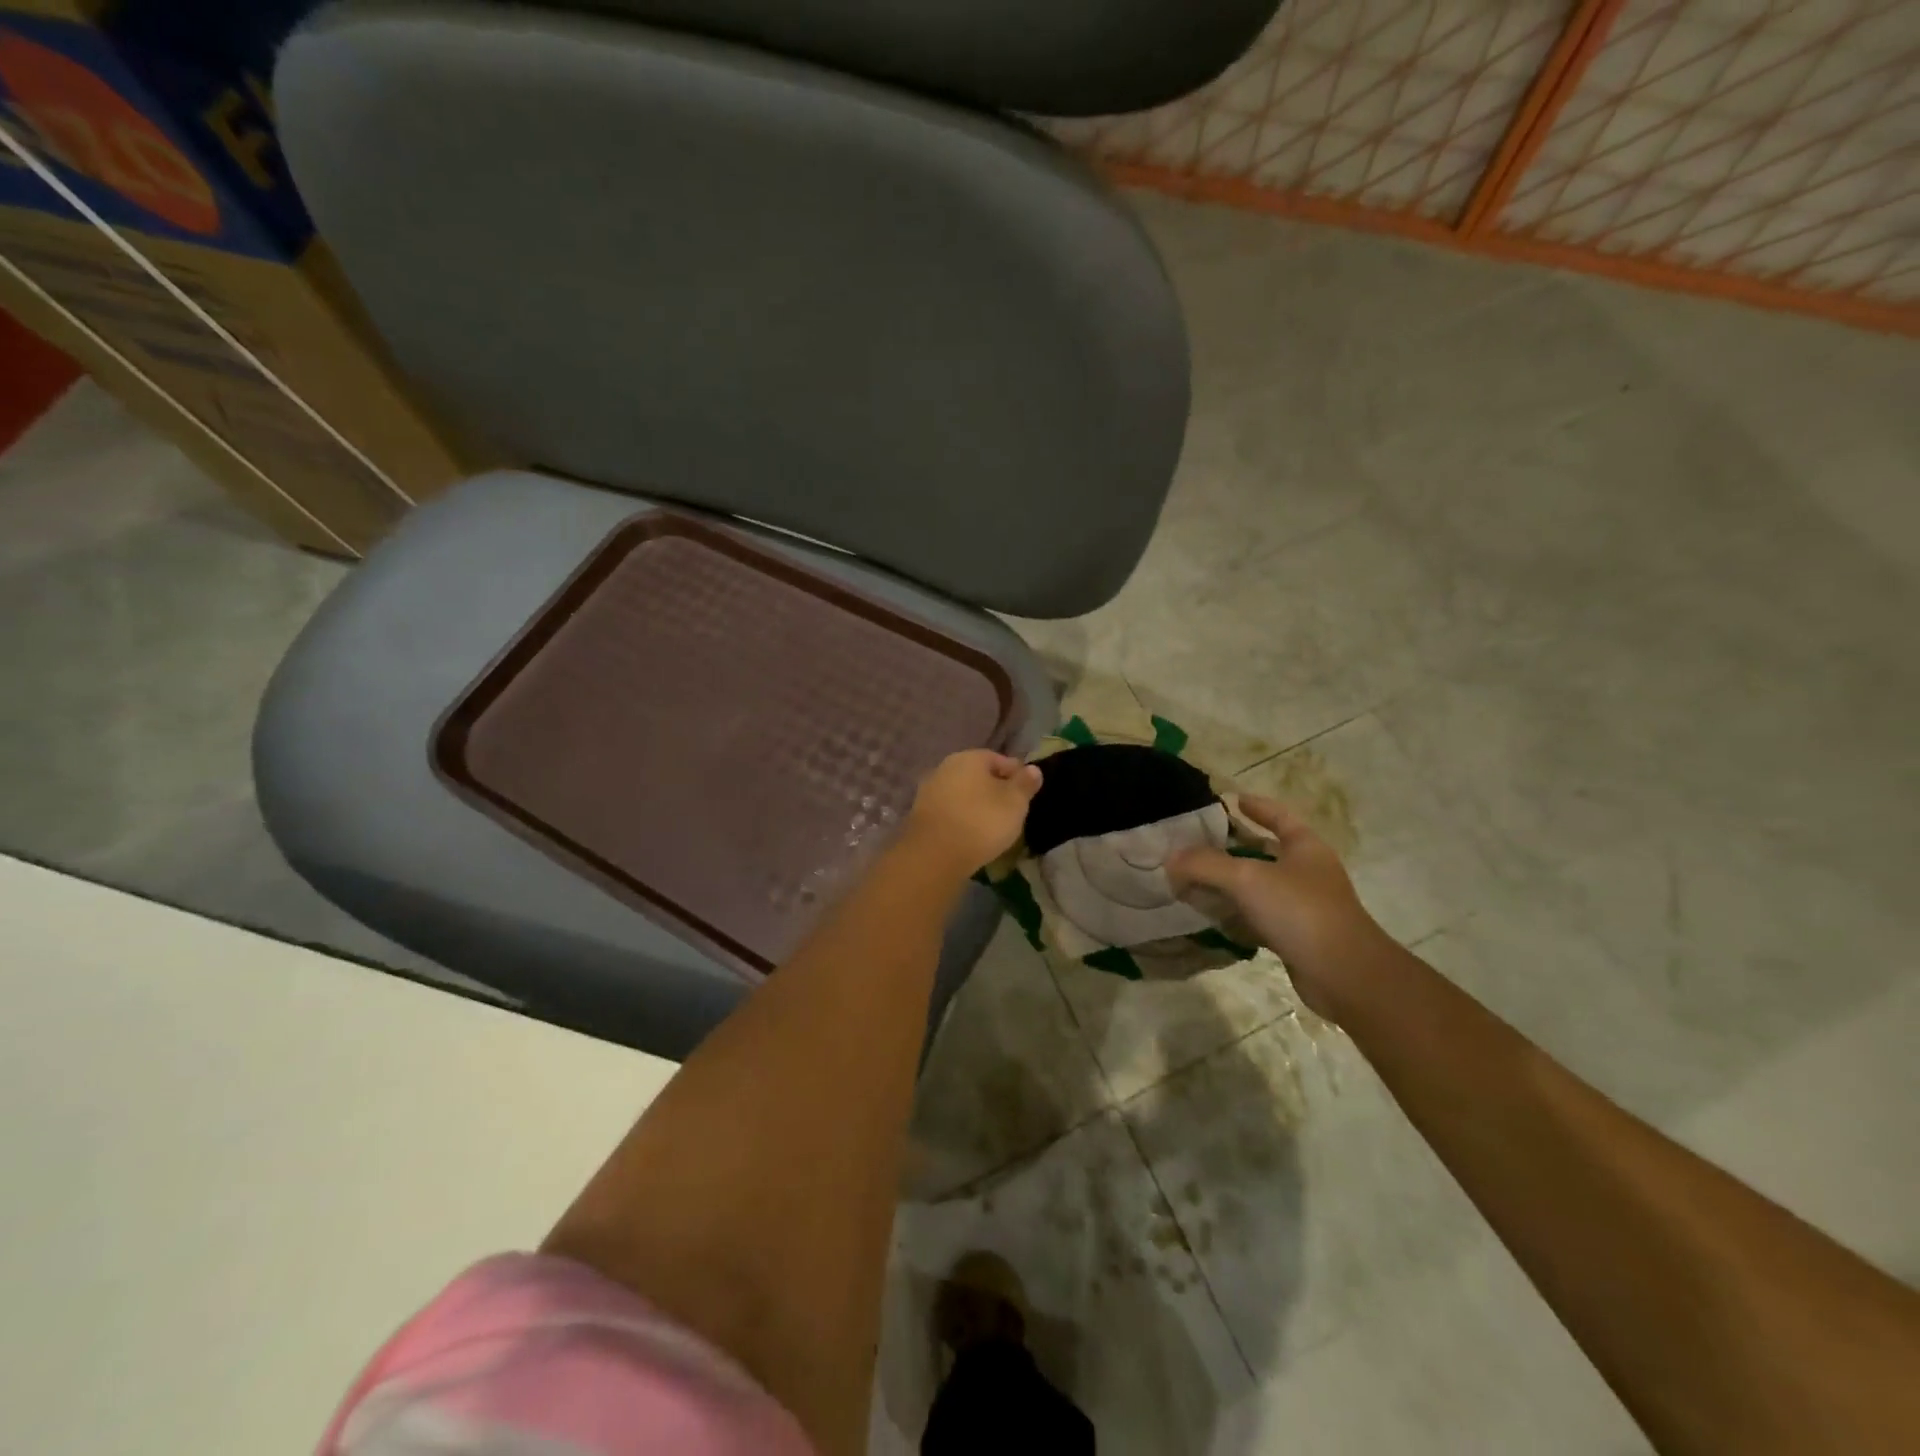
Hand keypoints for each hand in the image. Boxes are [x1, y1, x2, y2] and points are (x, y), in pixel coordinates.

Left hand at [905, 750, 1042, 874]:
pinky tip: (970, 834)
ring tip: (991, 825)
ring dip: (976, 804)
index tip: (1027, 793)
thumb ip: (1025, 783)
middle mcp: (946, 767)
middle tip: (1010, 810)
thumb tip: (1032, 769)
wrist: (935, 854)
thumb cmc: (982, 822)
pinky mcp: (920, 814)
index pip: (999, 759)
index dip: (1016, 775)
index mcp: (969, 758)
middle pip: (978, 775)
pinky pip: (949, 811)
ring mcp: (929, 790)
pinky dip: (961, 818)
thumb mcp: (1015, 803)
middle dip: (994, 789)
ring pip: (962, 793)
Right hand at [1169, 794, 1386, 1020]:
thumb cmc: (1300, 911)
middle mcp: (1306, 872)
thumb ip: (1205, 865)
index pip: (1279, 816)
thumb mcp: (1247, 879)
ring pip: (1258, 887)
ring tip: (1193, 879)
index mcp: (1305, 846)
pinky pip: (1258, 917)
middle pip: (1264, 851)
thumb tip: (1170, 860)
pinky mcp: (1295, 936)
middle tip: (1196, 843)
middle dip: (1231, 847)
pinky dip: (1235, 915)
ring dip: (1228, 884)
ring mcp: (1303, 906)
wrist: (1345, 975)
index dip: (1257, 806)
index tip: (1231, 799)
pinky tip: (1211, 917)